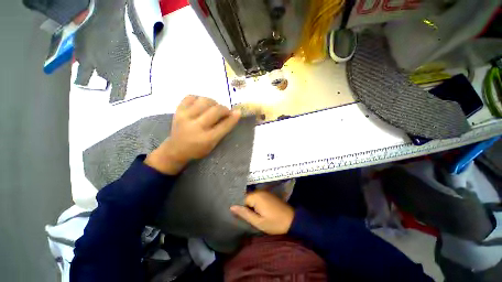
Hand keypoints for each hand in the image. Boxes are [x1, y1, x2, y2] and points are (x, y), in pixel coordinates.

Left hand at [145, 95, 240, 174]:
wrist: (176, 149)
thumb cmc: (198, 149)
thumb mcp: (213, 143)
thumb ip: (223, 129)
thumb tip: (235, 114)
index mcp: (206, 139)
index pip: (224, 126)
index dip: (233, 118)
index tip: (238, 112)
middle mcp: (196, 126)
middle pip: (216, 111)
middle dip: (224, 109)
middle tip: (225, 112)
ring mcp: (185, 117)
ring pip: (204, 100)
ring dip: (213, 102)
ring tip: (213, 108)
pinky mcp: (178, 111)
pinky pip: (191, 97)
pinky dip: (199, 99)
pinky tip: (201, 105)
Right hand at [230, 190, 294, 234]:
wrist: (292, 220)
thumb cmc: (274, 223)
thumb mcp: (258, 222)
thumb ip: (245, 214)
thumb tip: (232, 207)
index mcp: (256, 196)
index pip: (242, 199)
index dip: (242, 208)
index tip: (243, 216)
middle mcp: (260, 191)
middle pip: (247, 197)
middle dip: (247, 206)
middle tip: (249, 216)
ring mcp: (265, 192)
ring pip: (253, 197)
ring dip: (252, 205)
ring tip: (254, 214)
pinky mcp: (269, 194)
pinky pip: (258, 197)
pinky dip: (257, 203)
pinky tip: (260, 210)